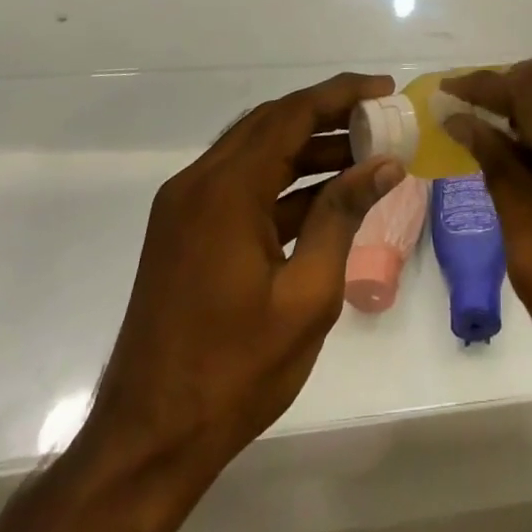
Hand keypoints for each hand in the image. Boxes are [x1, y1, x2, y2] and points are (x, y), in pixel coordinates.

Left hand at [79, 72, 405, 489]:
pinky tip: (327, 196)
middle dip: (328, 114)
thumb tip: (384, 164)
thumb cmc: (234, 371)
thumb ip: (342, 216)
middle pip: (272, 123)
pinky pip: (242, 184)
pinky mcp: (186, 231)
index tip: (384, 89)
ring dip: (308, 147)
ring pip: (257, 151)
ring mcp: (187, 207)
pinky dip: (285, 181)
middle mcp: (199, 183)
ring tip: (364, 155)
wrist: (147, 442)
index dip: (341, 94)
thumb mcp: (307, 295)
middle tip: (378, 117)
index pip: (292, 114)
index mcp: (225, 190)